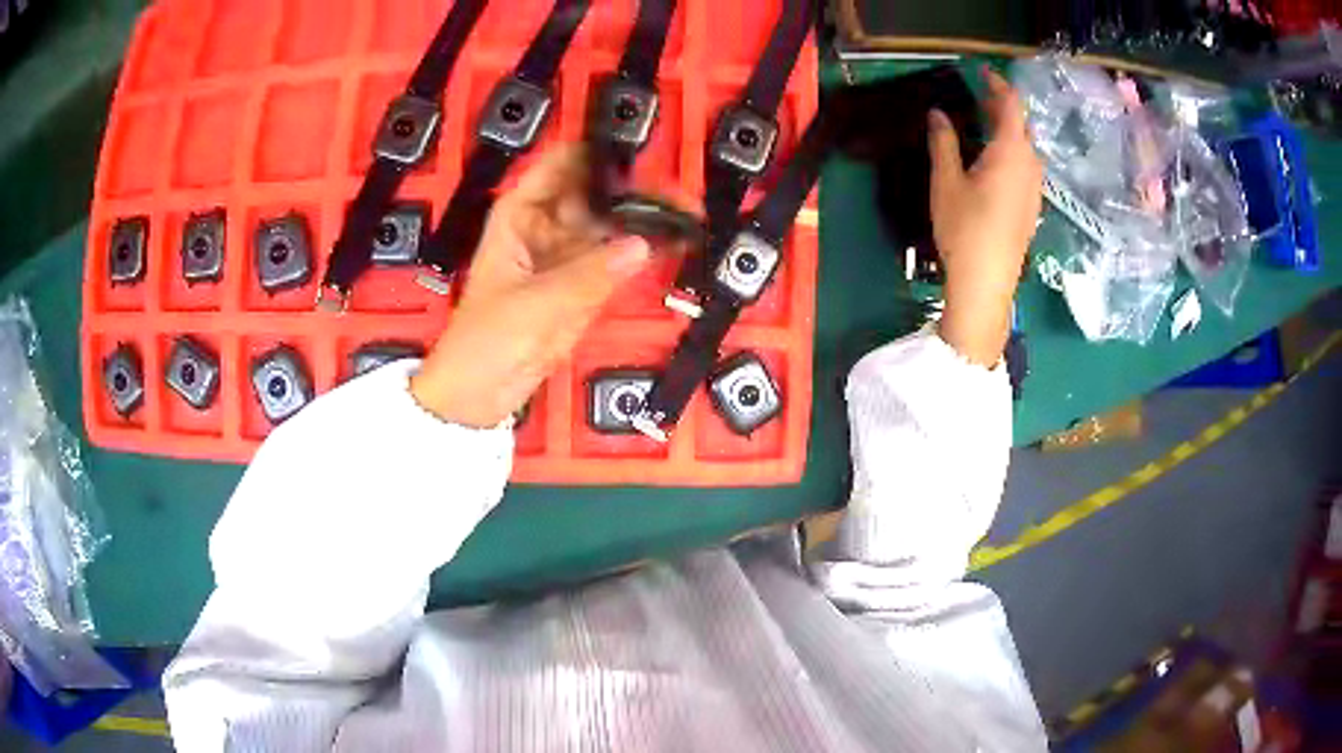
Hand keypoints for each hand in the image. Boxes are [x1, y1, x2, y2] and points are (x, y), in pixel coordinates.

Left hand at [410, 146, 651, 427]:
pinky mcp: (585, 282)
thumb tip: (639, 245)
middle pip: (598, 191)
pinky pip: (619, 257)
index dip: (600, 154)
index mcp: (520, 213)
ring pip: (613, 222)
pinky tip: (673, 243)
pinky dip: (644, 251)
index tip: (639, 156)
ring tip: (685, 216)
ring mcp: (568, 253)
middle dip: (636, 190)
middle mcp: (547, 225)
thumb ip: (590, 273)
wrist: (481, 391)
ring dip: (645, 219)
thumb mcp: (535, 301)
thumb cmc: (485, 339)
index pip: (564, 163)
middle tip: (677, 196)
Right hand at [928, 68, 1041, 365]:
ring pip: (1026, 148)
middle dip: (1002, 108)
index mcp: (1011, 152)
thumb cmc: (964, 228)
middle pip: (1022, 126)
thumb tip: (937, 113)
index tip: (981, 73)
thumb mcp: (946, 181)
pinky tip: (992, 163)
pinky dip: (1011, 153)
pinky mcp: (1032, 206)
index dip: (998, 85)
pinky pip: (1026, 167)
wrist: (987, 283)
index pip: (1012, 105)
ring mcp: (1035, 188)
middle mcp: (1030, 165)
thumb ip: (944, 142)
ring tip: (981, 128)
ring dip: (1007, 132)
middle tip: (976, 100)